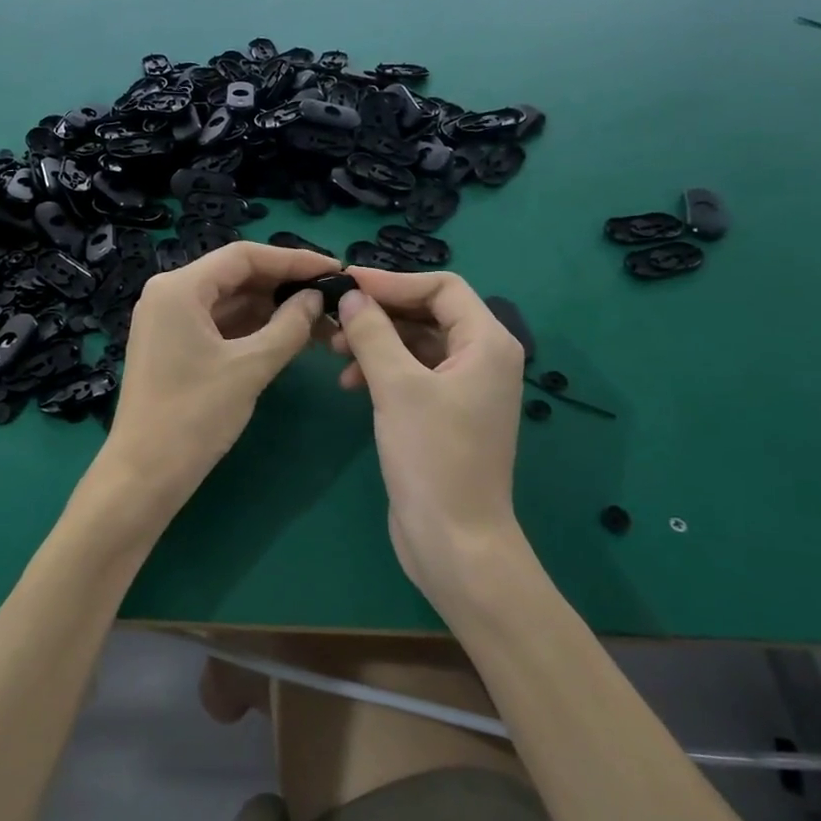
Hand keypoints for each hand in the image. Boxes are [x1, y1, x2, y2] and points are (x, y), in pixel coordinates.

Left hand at [98, 242, 333, 512]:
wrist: (144, 474)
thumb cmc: (194, 416)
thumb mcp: (250, 368)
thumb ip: (289, 326)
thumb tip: (315, 298)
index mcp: (179, 288)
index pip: (244, 256)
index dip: (293, 259)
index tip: (335, 269)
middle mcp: (169, 294)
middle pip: (235, 276)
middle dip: (284, 285)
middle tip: (332, 296)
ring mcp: (168, 322)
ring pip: (229, 302)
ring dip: (271, 309)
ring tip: (320, 319)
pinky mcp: (172, 347)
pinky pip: (219, 325)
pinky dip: (252, 329)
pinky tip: (289, 336)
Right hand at [330, 268, 532, 612]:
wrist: (454, 539)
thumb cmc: (432, 456)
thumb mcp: (397, 387)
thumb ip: (373, 333)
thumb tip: (350, 296)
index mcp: (487, 343)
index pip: (441, 287)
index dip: (393, 281)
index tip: (346, 284)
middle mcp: (482, 359)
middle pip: (428, 314)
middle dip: (380, 313)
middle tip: (332, 319)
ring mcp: (465, 389)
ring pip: (416, 345)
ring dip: (376, 342)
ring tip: (333, 352)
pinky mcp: (445, 414)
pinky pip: (412, 374)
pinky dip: (381, 370)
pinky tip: (350, 383)